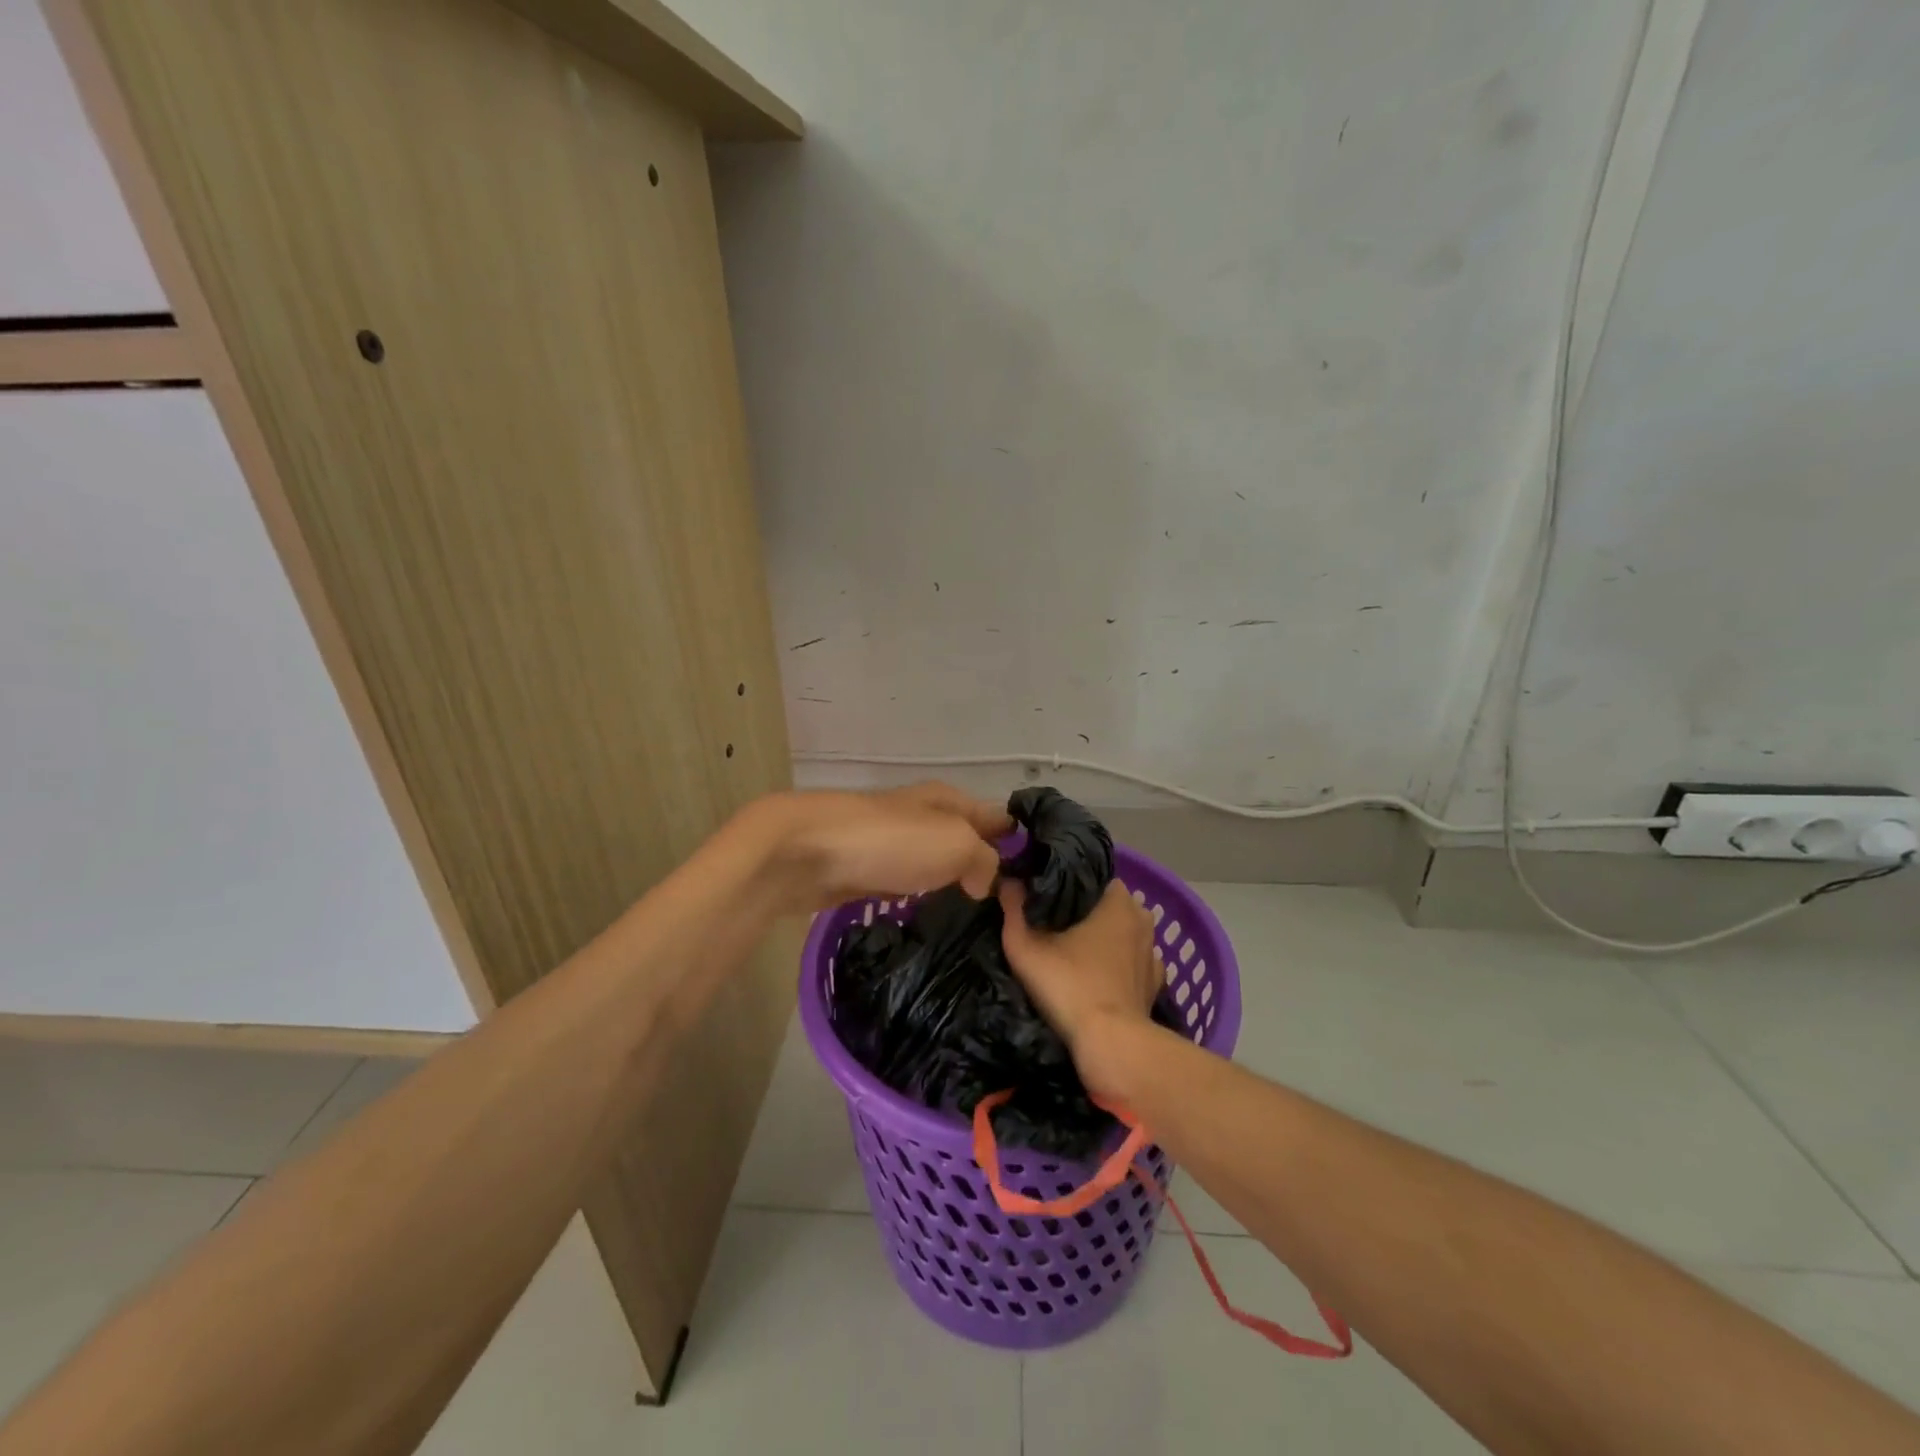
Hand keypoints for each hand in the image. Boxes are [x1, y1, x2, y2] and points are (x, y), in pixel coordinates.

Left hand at [749, 783, 1011, 912]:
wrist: (807, 852)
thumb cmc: (890, 841)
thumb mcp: (956, 843)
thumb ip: (985, 861)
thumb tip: (985, 883)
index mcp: (949, 800)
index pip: (998, 816)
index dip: (1020, 842)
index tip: (1044, 880)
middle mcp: (924, 817)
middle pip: (967, 840)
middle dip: (988, 867)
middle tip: (1015, 911)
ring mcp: (893, 844)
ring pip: (937, 864)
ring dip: (954, 884)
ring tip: (981, 920)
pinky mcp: (867, 872)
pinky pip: (908, 884)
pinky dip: (921, 897)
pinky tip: (933, 919)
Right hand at [998, 879, 1161, 1098]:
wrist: (1110, 1044)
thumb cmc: (1069, 986)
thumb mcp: (1026, 948)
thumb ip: (1013, 910)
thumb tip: (1007, 881)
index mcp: (1117, 901)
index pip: (1093, 878)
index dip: (1068, 885)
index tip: (1046, 897)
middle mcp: (1142, 919)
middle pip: (1109, 904)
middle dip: (1086, 911)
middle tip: (1055, 924)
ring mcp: (1152, 953)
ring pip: (1124, 933)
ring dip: (1105, 939)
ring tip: (1075, 951)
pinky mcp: (1154, 983)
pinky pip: (1133, 963)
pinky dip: (1119, 966)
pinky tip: (1098, 977)